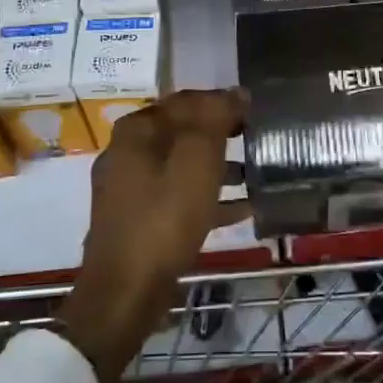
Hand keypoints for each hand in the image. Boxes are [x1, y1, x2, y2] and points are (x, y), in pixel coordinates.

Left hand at [59, 89, 246, 382]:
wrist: (125, 291)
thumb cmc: (164, 218)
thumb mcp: (197, 160)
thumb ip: (216, 119)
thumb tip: (235, 92)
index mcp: (137, 130)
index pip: (186, 100)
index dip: (222, 102)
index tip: (255, 112)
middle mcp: (128, 152)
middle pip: (183, 132)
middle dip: (221, 134)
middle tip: (257, 138)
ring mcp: (130, 189)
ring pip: (182, 165)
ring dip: (218, 166)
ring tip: (256, 172)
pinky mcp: (138, 221)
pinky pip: (179, 197)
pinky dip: (208, 197)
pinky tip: (242, 209)